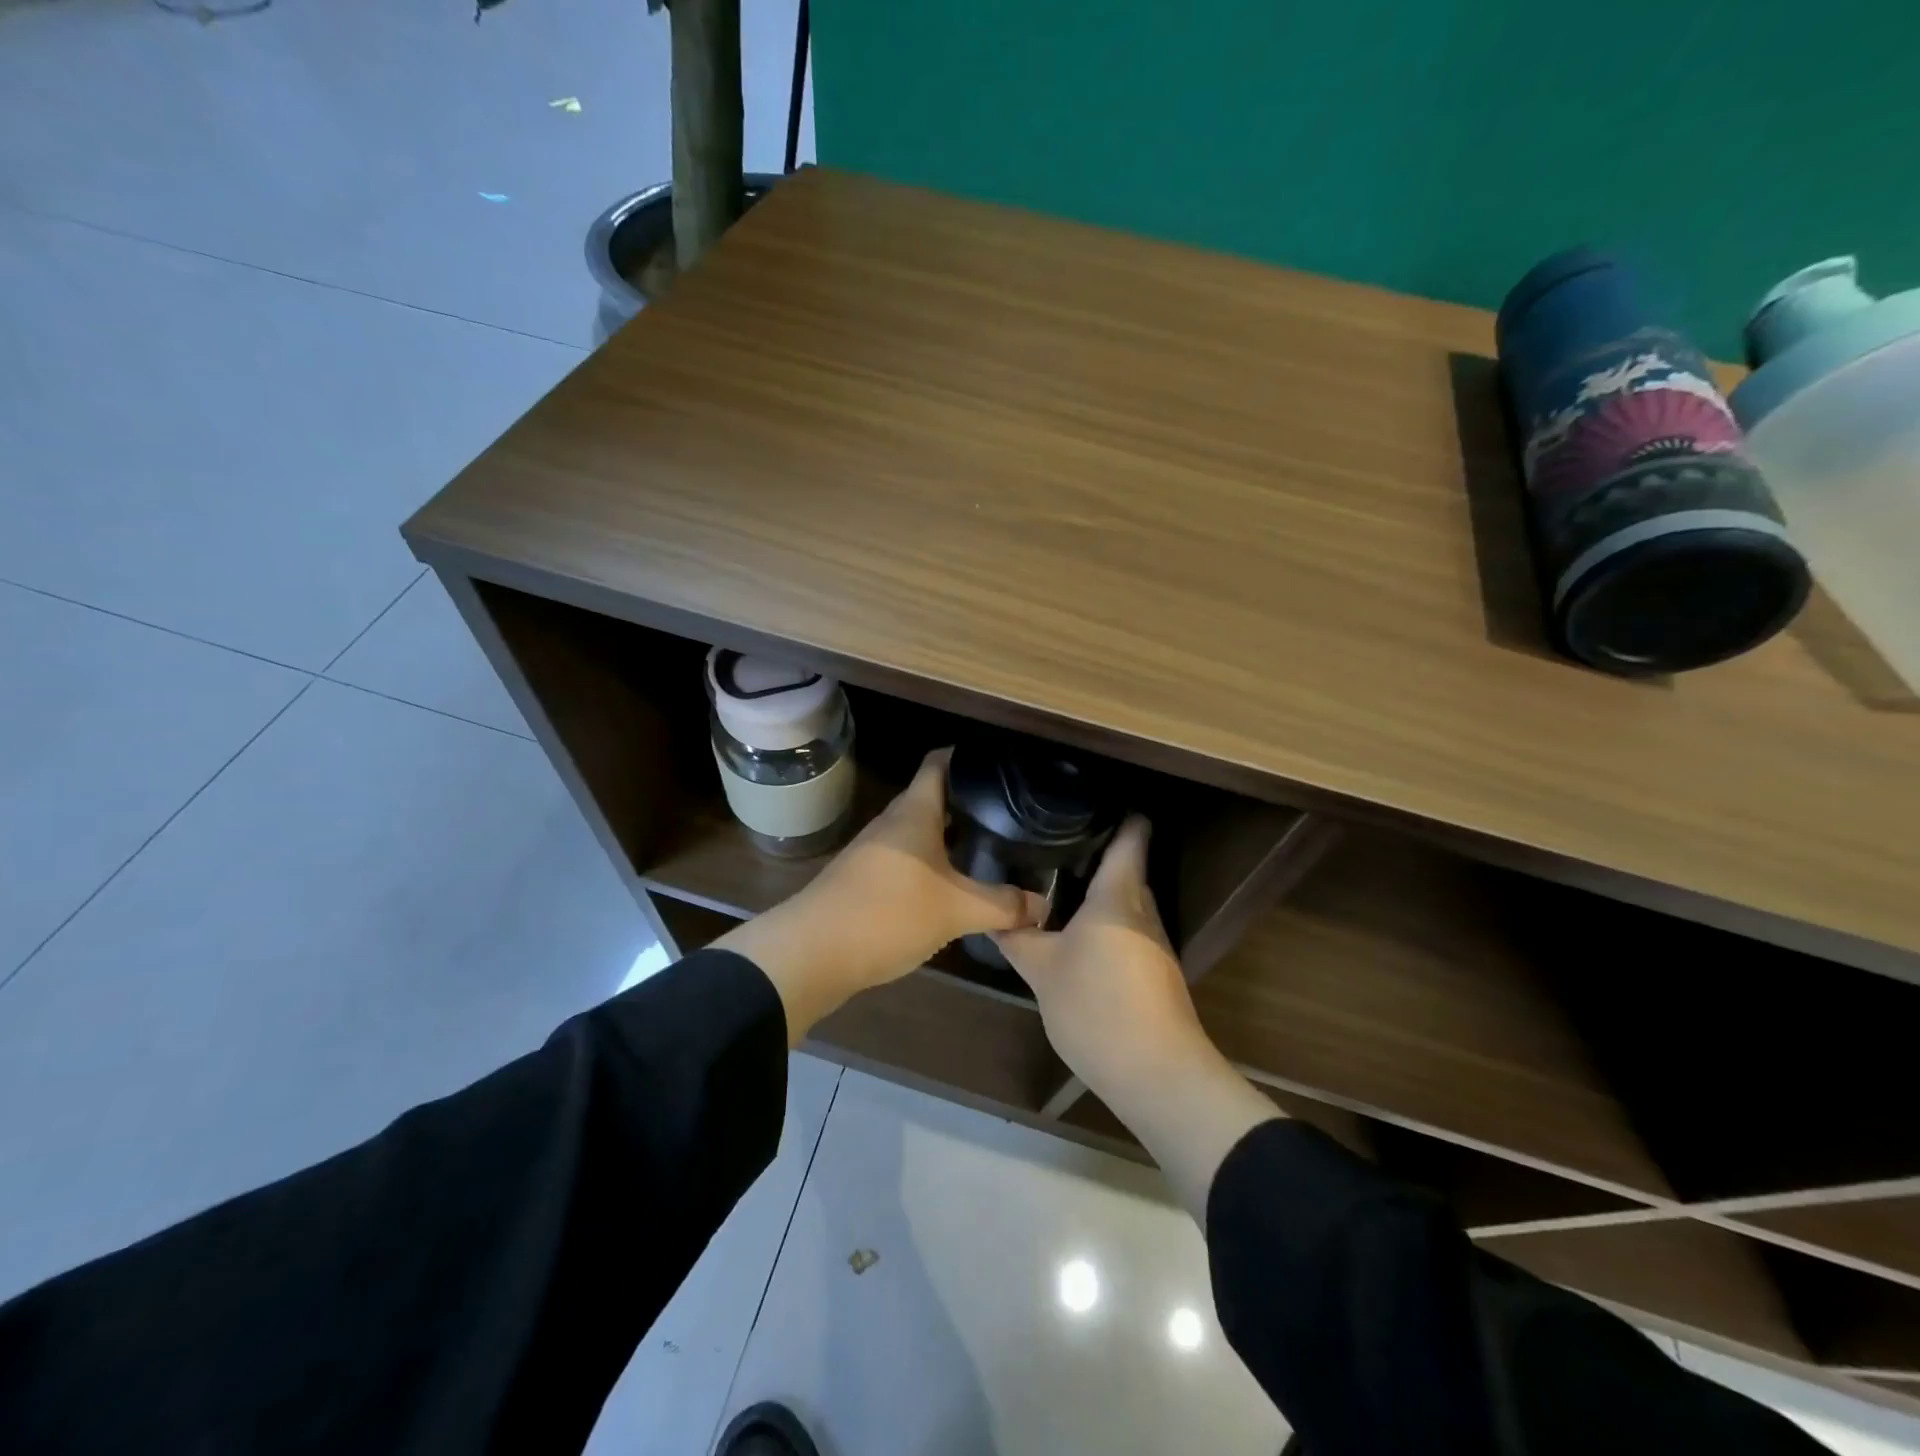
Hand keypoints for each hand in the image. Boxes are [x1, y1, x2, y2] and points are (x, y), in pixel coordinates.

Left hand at [715, 749, 1045, 1040]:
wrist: (812, 953)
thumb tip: (1043, 906)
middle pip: (931, 799)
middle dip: (966, 803)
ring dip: (947, 838)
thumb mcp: (957, 910)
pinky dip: (929, 866)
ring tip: (987, 849)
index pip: (938, 764)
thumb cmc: (888, 913)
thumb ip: (1003, 906)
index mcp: (913, 813)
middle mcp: (891, 824)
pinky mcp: (862, 881)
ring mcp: (873, 852)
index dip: (965, 756)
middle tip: (1007, 813)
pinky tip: (950, 888)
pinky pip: (905, 862)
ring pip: (917, 834)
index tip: (998, 763)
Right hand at [992, 816, 1211, 1098]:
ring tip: (1055, 882)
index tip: (1085, 802)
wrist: (1156, 1073)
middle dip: (1095, 853)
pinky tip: (1077, 933)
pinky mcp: (1155, 970)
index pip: (1131, 837)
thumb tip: (993, 916)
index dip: (1117, 814)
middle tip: (1051, 842)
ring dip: (1098, 891)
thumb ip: (1018, 939)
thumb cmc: (1097, 1006)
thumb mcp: (1042, 971)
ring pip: (1126, 901)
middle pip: (1126, 867)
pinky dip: (1104, 922)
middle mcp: (1142, 910)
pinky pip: (1128, 929)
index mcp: (1118, 895)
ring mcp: (1153, 942)